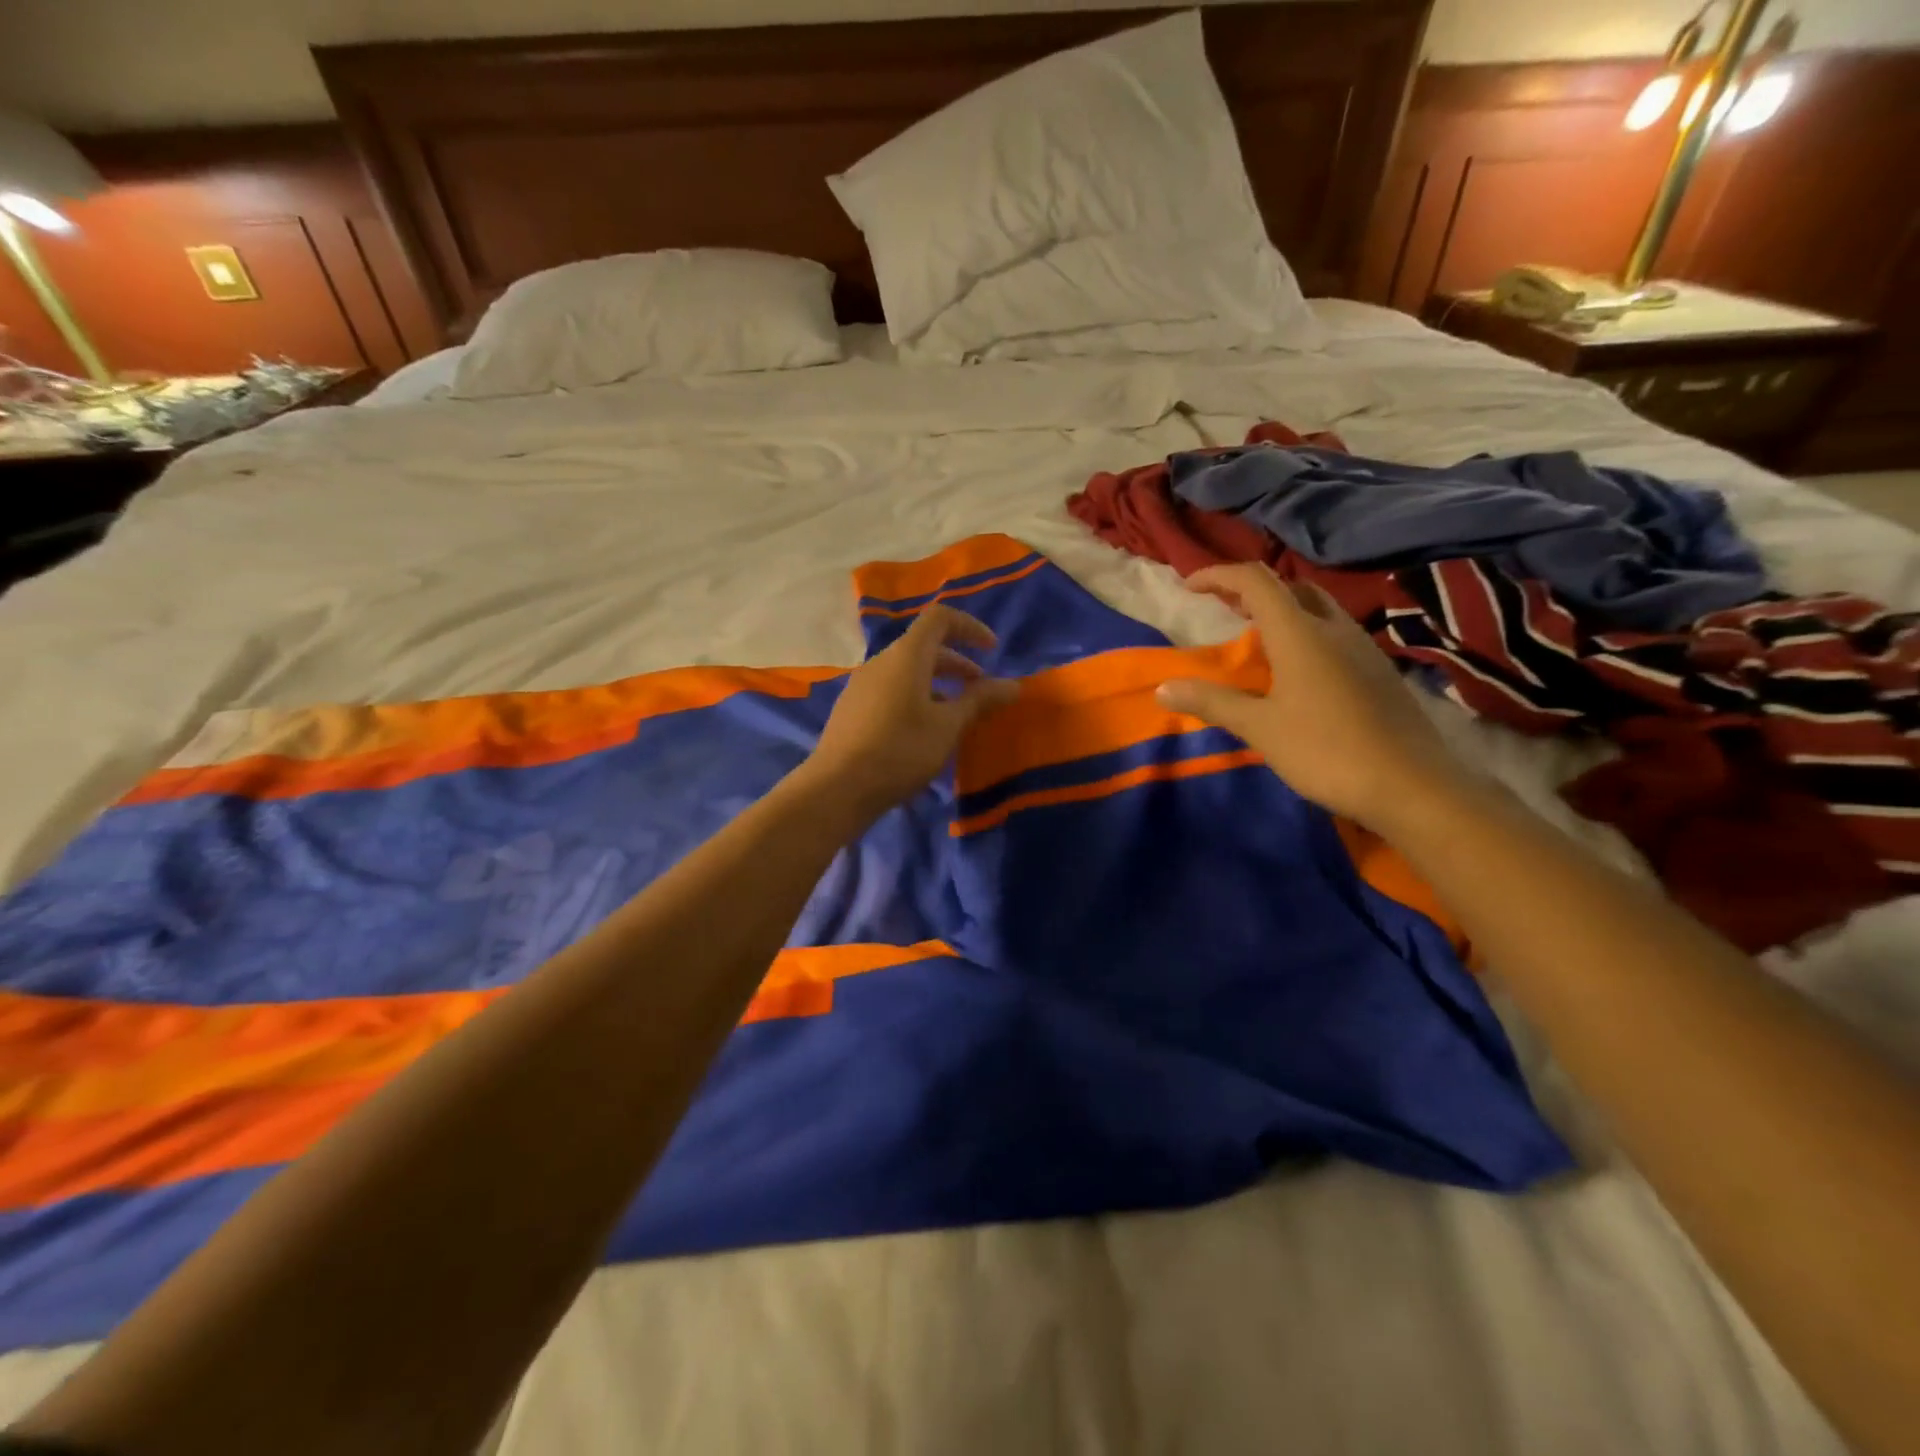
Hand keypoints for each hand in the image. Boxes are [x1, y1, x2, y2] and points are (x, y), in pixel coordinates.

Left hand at [801, 606, 1019, 817]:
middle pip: (923, 646)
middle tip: (979, 690)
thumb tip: (1012, 685)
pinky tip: (922, 732)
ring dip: (936, 683)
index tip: (992, 651)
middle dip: (957, 663)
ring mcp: (861, 685)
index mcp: (906, 656)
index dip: (969, 627)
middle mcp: (881, 662)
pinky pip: (890, 690)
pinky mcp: (852, 708)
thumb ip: (979, 701)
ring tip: (955, 715)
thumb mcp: (948, 726)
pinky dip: (915, 697)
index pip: (940, 619)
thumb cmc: (900, 750)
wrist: (838, 788)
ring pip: (906, 671)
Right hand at [1157, 564, 1467, 831]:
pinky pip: (1334, 635)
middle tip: (1223, 608)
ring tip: (1254, 638)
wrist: (1412, 786)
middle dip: (1252, 590)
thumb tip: (1163, 687)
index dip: (1218, 575)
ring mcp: (1362, 649)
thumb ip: (1212, 702)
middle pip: (1291, 588)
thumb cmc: (1327, 751)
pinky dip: (1304, 634)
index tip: (1189, 586)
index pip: (1256, 582)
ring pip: (1317, 610)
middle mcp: (1334, 629)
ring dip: (1281, 611)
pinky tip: (1294, 671)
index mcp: (1301, 634)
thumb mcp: (1260, 728)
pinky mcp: (1378, 672)